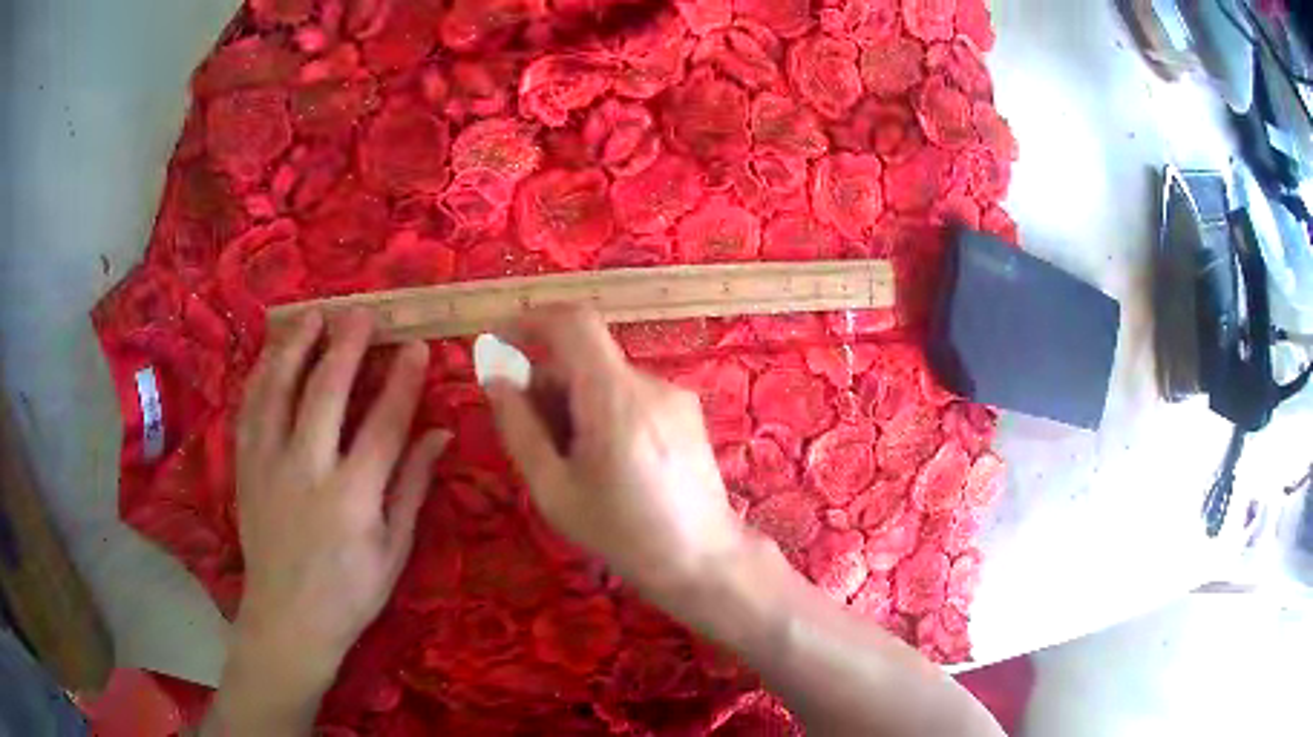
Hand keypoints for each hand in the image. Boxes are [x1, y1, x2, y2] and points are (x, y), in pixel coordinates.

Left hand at [217, 309, 448, 732]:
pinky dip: (261, 377)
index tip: (417, 348)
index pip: (383, 424)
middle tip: (360, 314)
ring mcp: (269, 466)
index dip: (403, 383)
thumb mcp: (393, 550)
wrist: (288, 619)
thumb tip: (439, 435)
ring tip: (310, 316)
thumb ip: (412, 487)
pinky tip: (270, 358)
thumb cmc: (349, 592)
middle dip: (346, 347)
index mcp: (352, 497)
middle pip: (325, 393)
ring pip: (278, 391)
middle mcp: (307, 471)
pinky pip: (249, 412)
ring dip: (295, 348)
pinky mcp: (246, 469)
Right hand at [484, 307, 744, 595]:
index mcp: (614, 398)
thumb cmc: (621, 533)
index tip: (500, 341)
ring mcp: (673, 394)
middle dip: (548, 384)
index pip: (573, 323)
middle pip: (585, 357)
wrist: (702, 559)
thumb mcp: (554, 489)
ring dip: (576, 402)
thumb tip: (496, 379)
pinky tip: (610, 461)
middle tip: (533, 435)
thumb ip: (519, 428)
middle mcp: (648, 383)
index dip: (530, 320)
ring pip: (606, 378)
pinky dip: (604, 410)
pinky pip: (630, 394)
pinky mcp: (685, 411)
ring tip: (575, 461)